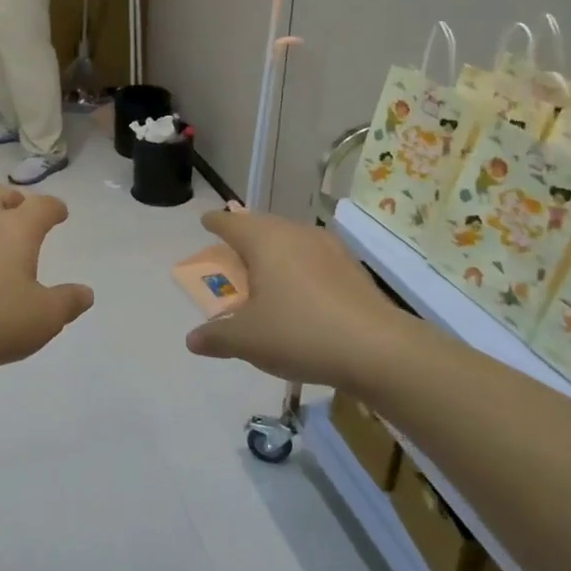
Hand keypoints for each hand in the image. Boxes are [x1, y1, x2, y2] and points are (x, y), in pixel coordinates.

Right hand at [184, 209, 408, 386]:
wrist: (377, 348)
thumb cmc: (299, 333)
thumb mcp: (247, 340)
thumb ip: (216, 337)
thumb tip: (192, 340)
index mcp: (265, 241)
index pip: (232, 223)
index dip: (216, 223)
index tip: (206, 221)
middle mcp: (296, 234)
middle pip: (263, 226)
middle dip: (245, 235)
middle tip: (232, 249)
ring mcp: (329, 248)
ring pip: (291, 240)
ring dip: (274, 251)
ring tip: (264, 271)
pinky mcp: (351, 268)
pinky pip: (313, 258)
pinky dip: (298, 267)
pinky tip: (300, 291)